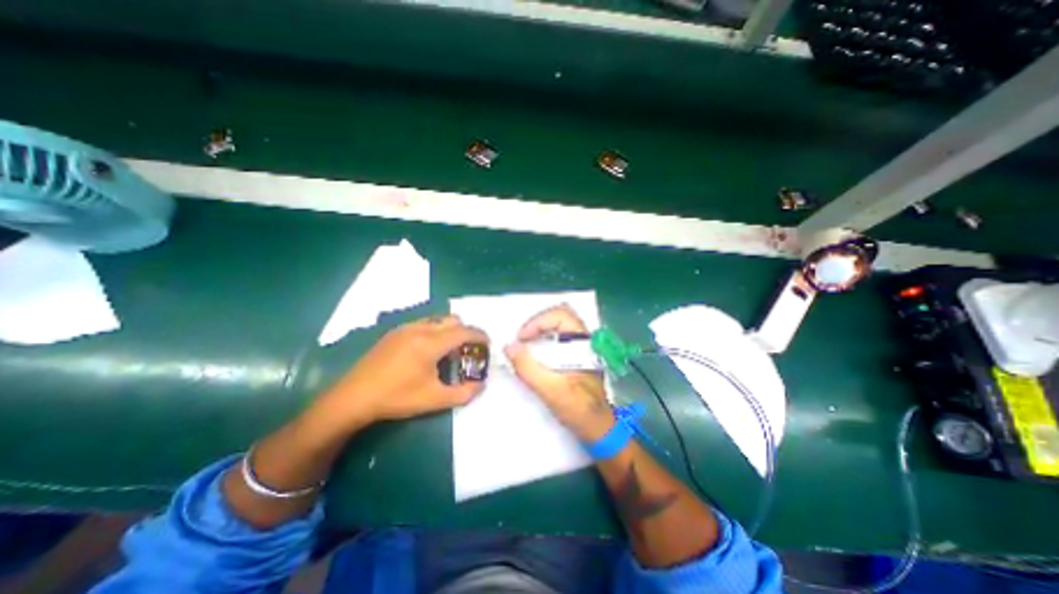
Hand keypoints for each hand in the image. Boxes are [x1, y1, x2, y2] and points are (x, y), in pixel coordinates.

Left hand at [323, 316, 486, 431]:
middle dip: (466, 331)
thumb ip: (463, 393)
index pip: (464, 332)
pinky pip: (423, 323)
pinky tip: (427, 351)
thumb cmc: (396, 398)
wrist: (353, 398)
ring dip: (450, 330)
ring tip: (448, 350)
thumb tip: (481, 385)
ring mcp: (405, 328)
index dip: (480, 336)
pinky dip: (435, 331)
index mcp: (431, 343)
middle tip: (469, 349)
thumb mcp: (434, 400)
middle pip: (453, 320)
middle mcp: (420, 329)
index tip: (488, 343)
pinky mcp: (394, 333)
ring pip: (437, 320)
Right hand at [503, 307, 612, 440]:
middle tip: (521, 340)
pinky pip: (557, 338)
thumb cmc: (580, 410)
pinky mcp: (575, 356)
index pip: (561, 315)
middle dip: (536, 324)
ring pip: (558, 326)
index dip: (538, 322)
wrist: (599, 430)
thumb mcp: (552, 391)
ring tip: (524, 347)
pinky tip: (534, 355)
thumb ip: (529, 368)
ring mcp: (581, 347)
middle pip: (559, 316)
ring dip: (538, 332)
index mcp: (585, 343)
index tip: (521, 339)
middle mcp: (585, 340)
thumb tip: (509, 346)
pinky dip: (542, 341)